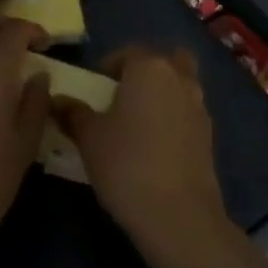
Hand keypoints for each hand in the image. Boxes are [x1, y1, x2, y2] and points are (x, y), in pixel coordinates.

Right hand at [52, 45, 227, 255]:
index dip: (110, 66)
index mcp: (149, 68)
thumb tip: (57, 101)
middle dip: (147, 71)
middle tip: (125, 96)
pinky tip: (158, 146)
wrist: (178, 215)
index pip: (128, 53)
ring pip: (181, 85)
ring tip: (140, 123)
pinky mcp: (210, 135)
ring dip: (164, 93)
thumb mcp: (89, 138)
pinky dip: (175, 118)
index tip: (96, 89)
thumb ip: (73, 113)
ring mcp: (199, 106)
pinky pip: (188, 112)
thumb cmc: (127, 164)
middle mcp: (179, 78)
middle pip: (165, 61)